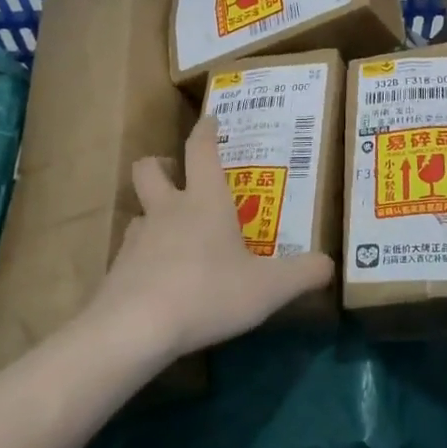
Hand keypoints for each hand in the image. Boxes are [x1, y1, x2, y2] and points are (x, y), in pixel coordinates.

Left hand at [89, 116, 334, 364]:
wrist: (135, 328)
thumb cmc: (208, 292)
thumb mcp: (268, 288)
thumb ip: (302, 274)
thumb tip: (329, 264)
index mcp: (204, 201)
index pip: (201, 150)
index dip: (205, 131)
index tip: (209, 118)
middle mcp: (167, 211)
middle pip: (149, 169)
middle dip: (160, 164)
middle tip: (174, 173)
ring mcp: (137, 239)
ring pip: (139, 211)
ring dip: (152, 214)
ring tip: (170, 234)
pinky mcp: (117, 270)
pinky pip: (130, 252)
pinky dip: (142, 257)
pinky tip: (157, 279)